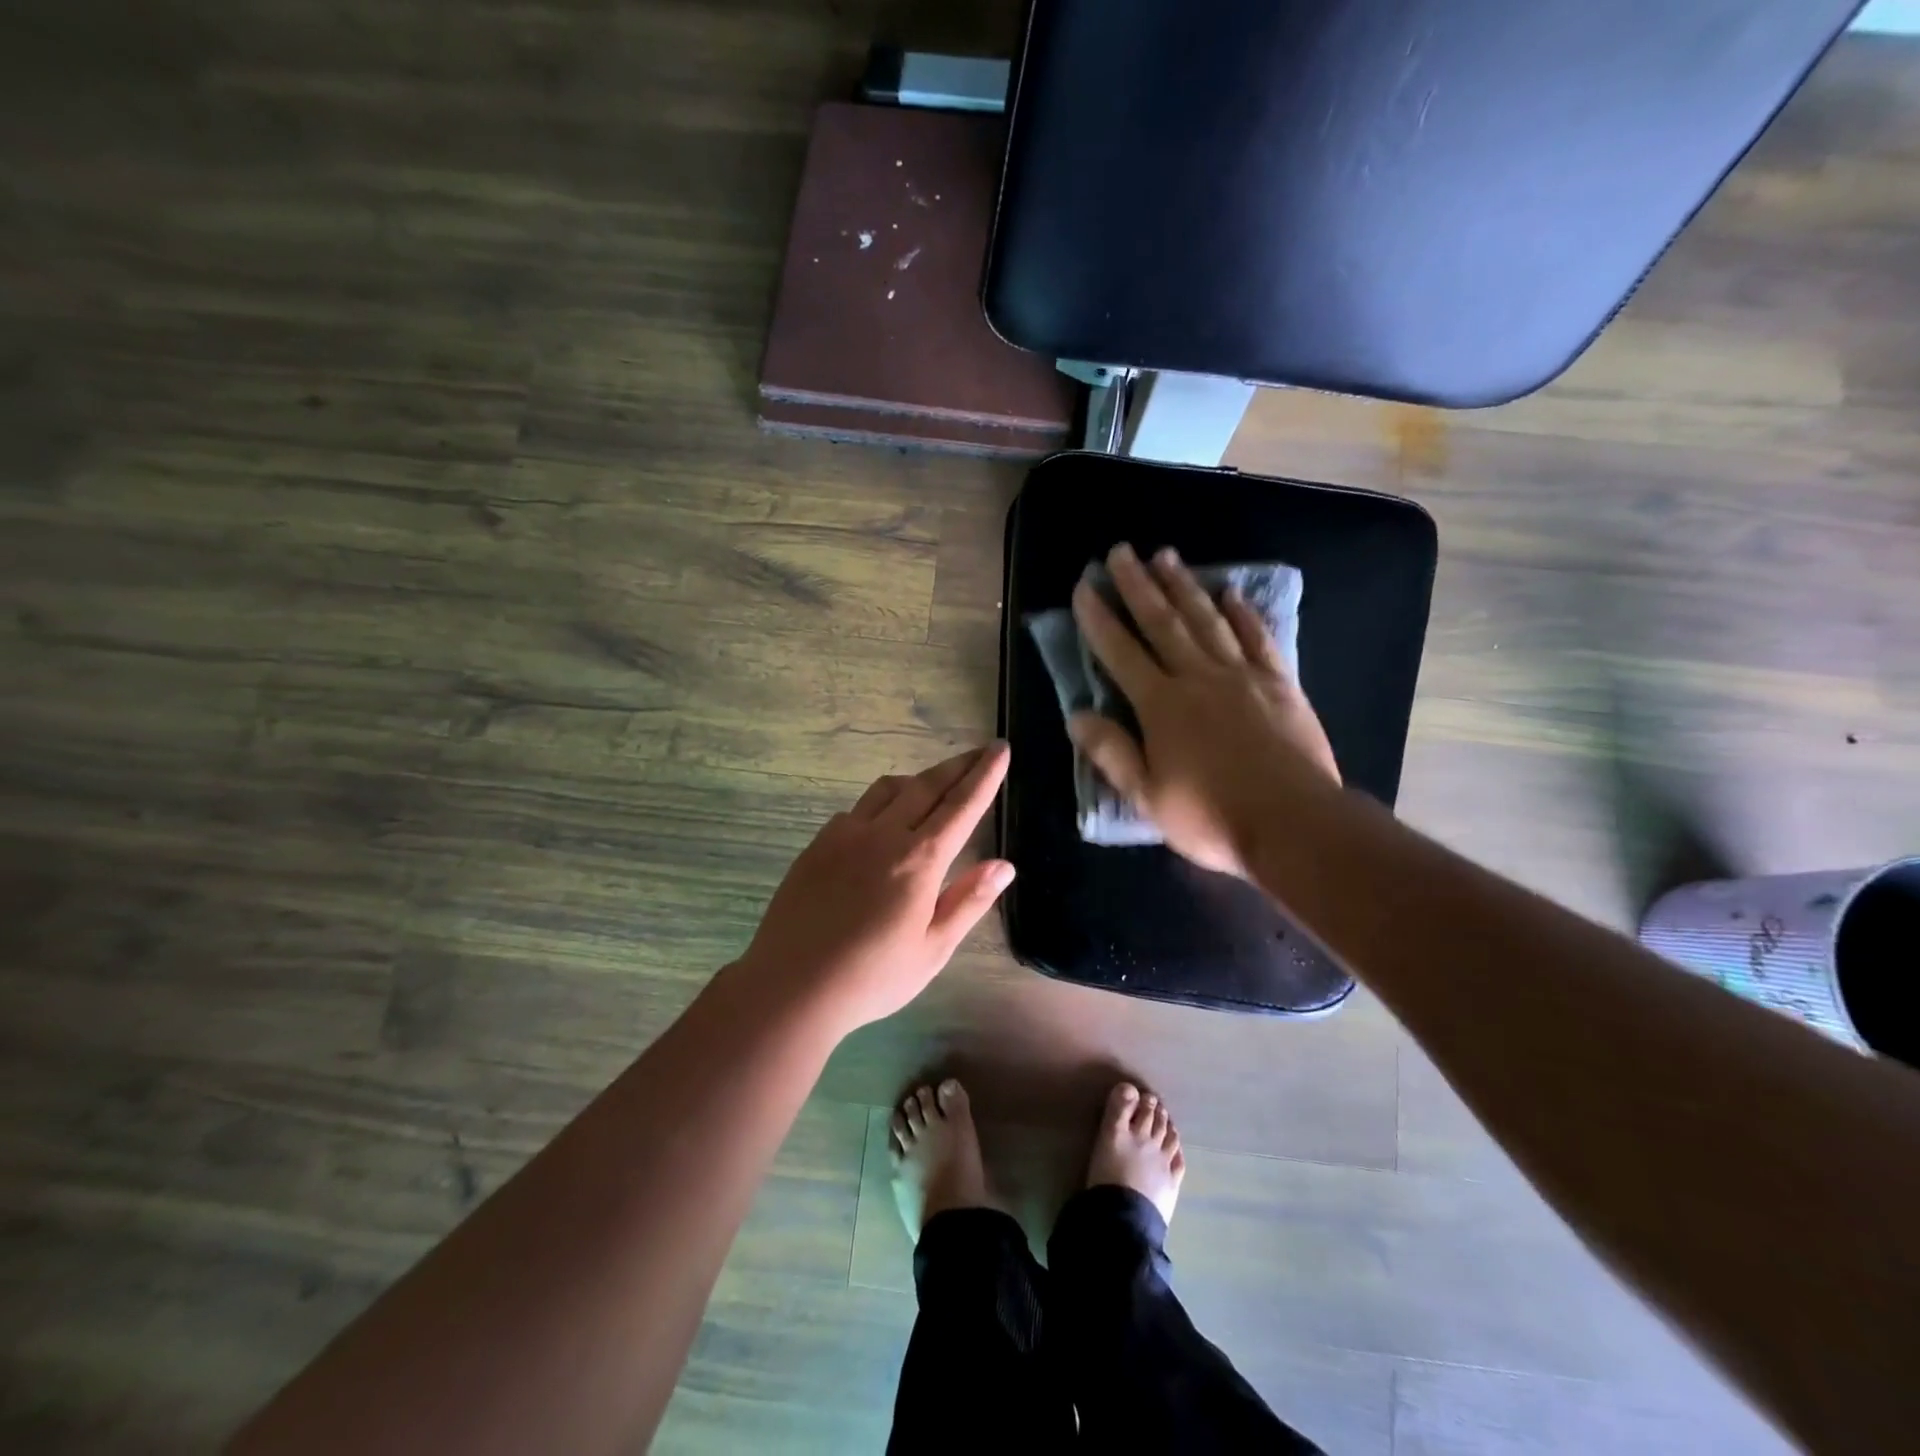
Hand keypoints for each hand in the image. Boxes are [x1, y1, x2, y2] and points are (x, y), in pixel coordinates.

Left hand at [738, 744, 1013, 1030]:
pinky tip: (881, 824)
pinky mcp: (818, 844)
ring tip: (933, 785)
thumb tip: (1004, 865)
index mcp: (919, 860)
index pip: (962, 805)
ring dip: (917, 779)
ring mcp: (845, 835)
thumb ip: (968, 901)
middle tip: (979, 751)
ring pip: (888, 789)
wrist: (791, 986)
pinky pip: (857, 809)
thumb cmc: (872, 977)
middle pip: (927, 785)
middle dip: (958, 766)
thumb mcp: (932, 950)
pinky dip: (881, 804)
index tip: (1000, 749)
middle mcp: (883, 835)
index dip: (985, 775)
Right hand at [1069, 543, 1339, 877]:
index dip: (1099, 619)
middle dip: (1138, 585)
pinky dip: (1243, 613)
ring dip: (1184, 586)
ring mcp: (1242, 676)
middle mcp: (1198, 677)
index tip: (1084, 586)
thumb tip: (1076, 715)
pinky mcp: (1279, 684)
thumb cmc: (1211, 816)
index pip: (1120, 652)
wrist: (1294, 824)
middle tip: (1121, 551)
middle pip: (1162, 622)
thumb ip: (1111, 752)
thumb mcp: (1147, 796)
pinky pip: (1258, 638)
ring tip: (1166, 556)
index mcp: (1161, 705)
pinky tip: (1231, 593)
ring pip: (1207, 619)